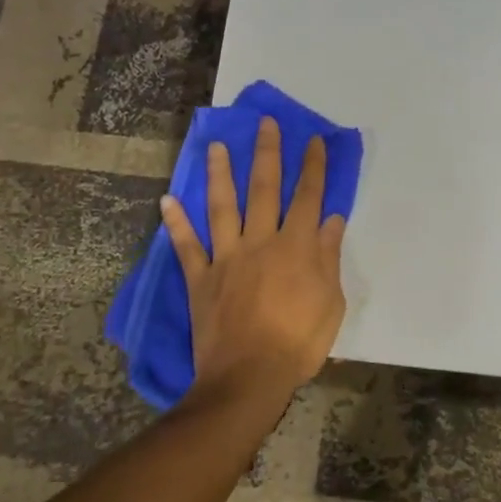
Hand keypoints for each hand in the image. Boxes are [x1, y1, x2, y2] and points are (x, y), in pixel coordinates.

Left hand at [160, 116, 347, 404]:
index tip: (313, 140)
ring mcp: (227, 258)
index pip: (308, 197)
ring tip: (215, 146)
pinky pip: (186, 246)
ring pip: (223, 207)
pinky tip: (167, 200)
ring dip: (219, 174)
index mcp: (296, 248)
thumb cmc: (298, 343)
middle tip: (264, 123)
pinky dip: (176, 223)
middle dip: (267, 154)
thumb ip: (328, 257)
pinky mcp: (201, 278)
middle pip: (264, 189)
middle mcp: (261, 242)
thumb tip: (333, 220)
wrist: (249, 377)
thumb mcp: (330, 302)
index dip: (313, 167)